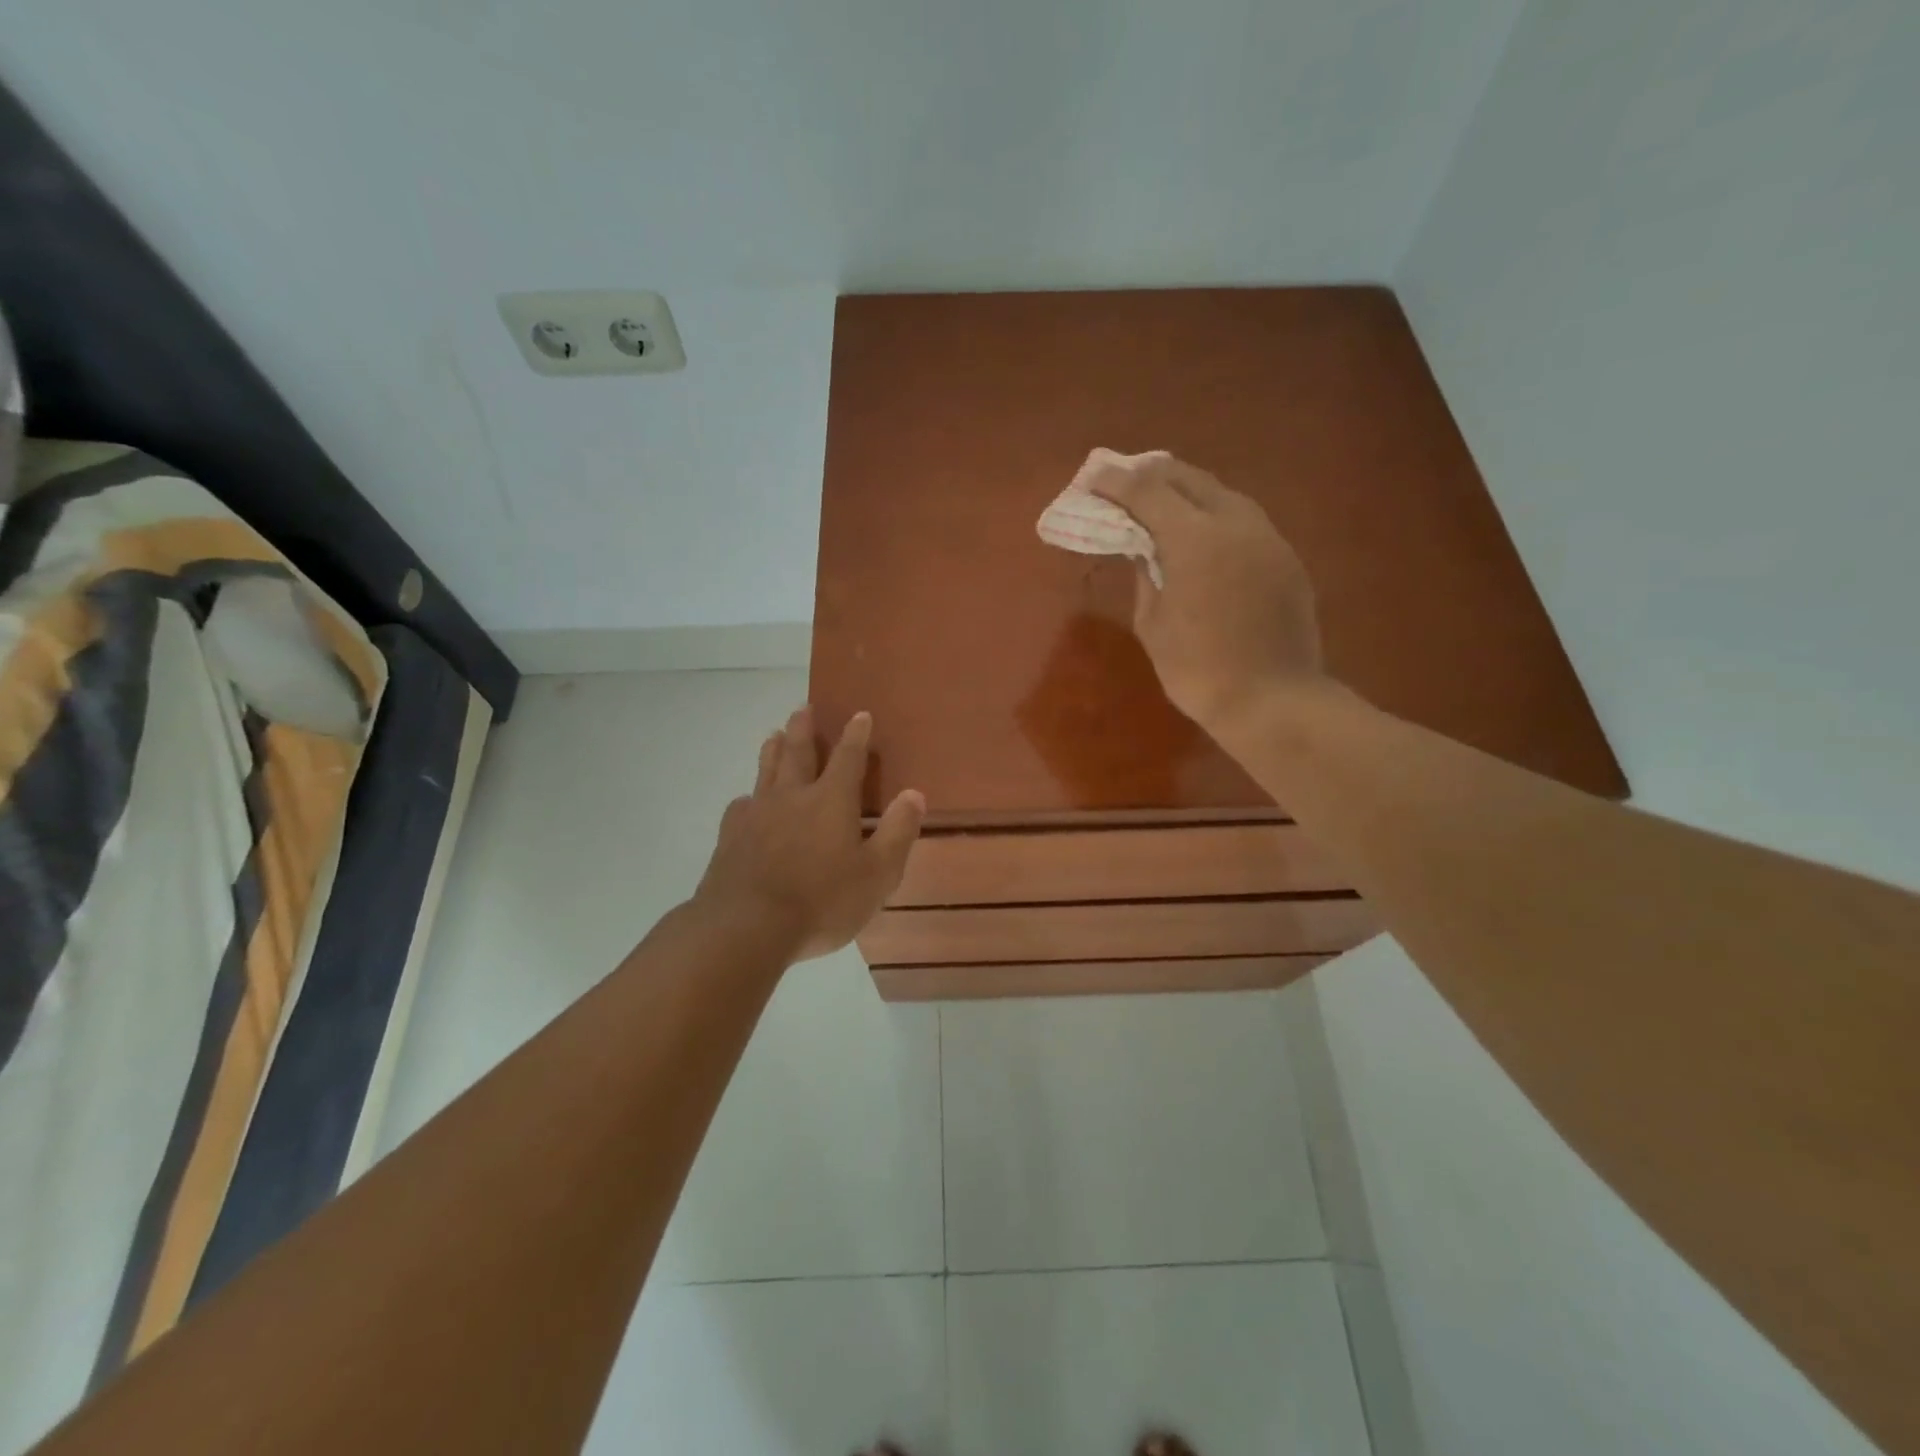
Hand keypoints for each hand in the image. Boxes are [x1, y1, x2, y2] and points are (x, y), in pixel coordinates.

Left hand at [694, 706, 924, 961]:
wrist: (746, 926)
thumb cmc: (822, 901)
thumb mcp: (877, 874)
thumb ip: (897, 832)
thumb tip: (914, 794)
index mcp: (832, 801)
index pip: (848, 758)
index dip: (856, 735)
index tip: (859, 714)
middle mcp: (793, 796)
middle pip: (798, 753)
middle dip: (804, 730)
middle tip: (804, 708)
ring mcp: (757, 815)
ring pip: (766, 771)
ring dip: (773, 750)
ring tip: (774, 735)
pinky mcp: (730, 837)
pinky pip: (741, 805)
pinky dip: (748, 796)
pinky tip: (746, 801)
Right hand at [1092, 454, 1325, 733]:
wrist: (1272, 700)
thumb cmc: (1198, 670)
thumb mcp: (1152, 624)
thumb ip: (1145, 576)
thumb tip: (1143, 549)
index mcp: (1194, 539)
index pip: (1147, 491)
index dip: (1116, 482)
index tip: (1093, 478)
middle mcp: (1234, 523)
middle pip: (1189, 478)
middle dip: (1152, 474)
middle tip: (1125, 481)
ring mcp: (1267, 537)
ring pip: (1222, 494)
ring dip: (1187, 491)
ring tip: (1161, 500)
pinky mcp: (1285, 558)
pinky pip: (1244, 520)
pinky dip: (1215, 515)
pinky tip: (1201, 533)